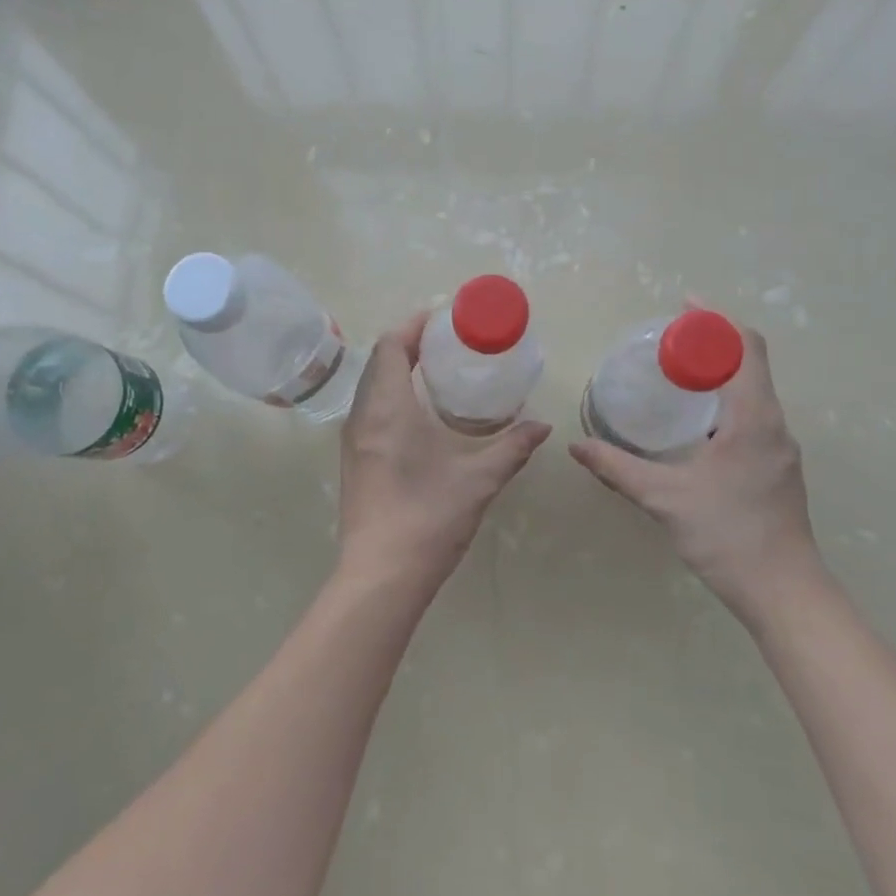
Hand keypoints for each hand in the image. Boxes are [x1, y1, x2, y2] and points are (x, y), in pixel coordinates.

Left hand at [338, 311, 552, 593]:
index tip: (443, 319)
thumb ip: (512, 447)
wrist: (381, 576)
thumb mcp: (479, 479)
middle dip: (409, 343)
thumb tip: (542, 426)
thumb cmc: (428, 518)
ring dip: (398, 369)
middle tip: (448, 343)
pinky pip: (369, 409)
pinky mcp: (354, 461)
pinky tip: (420, 413)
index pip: (391, 346)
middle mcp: (363, 416)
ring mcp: (353, 440)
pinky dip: (391, 394)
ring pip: (371, 386)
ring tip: (436, 371)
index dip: (414, 325)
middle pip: (379, 361)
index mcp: (388, 408)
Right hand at [569, 319, 818, 616]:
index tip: (683, 307)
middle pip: (750, 362)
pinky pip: (754, 414)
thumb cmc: (728, 536)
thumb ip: (618, 468)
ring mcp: (781, 446)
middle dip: (713, 342)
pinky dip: (726, 399)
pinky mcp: (779, 466)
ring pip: (753, 390)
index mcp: (754, 418)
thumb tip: (577, 445)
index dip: (716, 320)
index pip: (745, 347)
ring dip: (720, 372)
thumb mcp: (665, 499)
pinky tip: (696, 421)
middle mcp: (774, 423)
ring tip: (678, 373)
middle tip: (668, 340)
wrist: (785, 593)